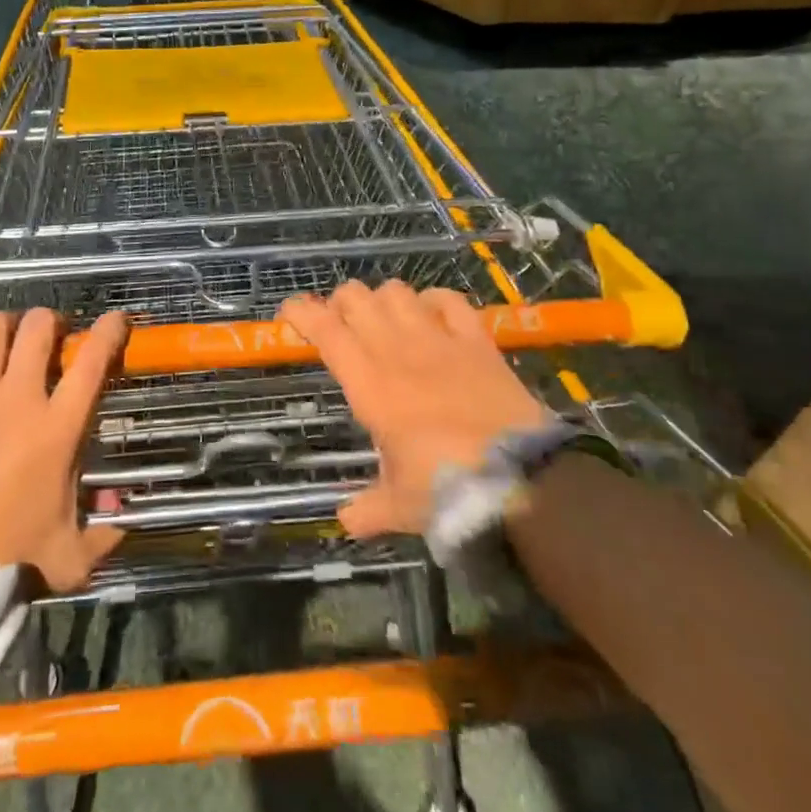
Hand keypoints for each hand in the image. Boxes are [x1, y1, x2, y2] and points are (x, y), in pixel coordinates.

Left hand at [0, 309, 126, 591]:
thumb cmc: (4, 557)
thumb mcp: (68, 557)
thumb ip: (101, 539)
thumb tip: (124, 525)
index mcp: (58, 427)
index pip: (92, 362)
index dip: (108, 331)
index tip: (115, 319)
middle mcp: (20, 397)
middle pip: (39, 329)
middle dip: (48, 320)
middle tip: (48, 332)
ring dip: (2, 323)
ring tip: (2, 332)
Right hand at [281, 281, 552, 539]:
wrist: (521, 479)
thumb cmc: (447, 489)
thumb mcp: (400, 505)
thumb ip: (368, 509)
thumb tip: (346, 520)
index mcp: (369, 383)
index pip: (325, 330)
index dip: (302, 312)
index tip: (289, 312)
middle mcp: (397, 349)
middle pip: (357, 298)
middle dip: (341, 303)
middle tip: (341, 324)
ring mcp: (439, 339)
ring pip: (398, 291)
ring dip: (383, 299)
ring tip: (384, 319)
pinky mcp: (477, 341)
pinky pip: (450, 300)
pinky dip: (434, 301)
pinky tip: (432, 315)